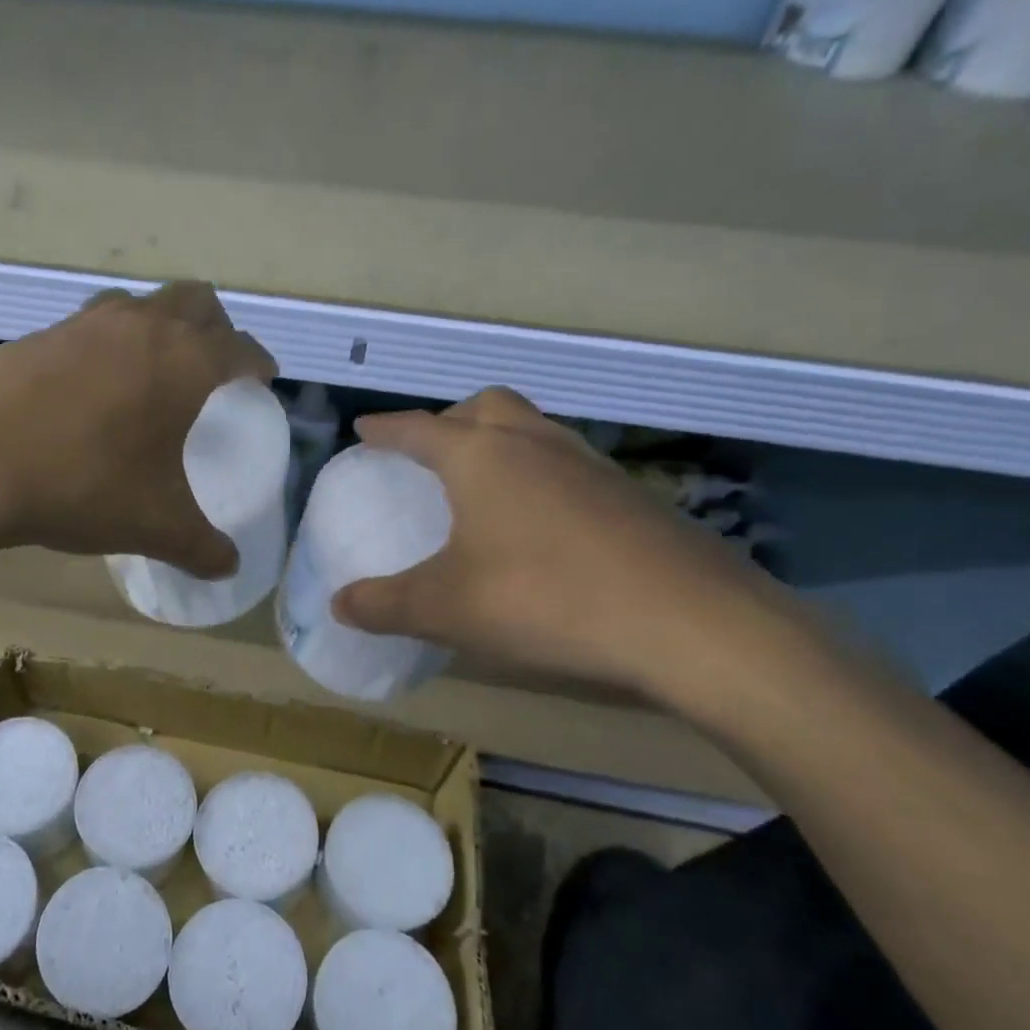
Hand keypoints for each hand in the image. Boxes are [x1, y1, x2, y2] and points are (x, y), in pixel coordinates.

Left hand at [0, 282, 275, 574]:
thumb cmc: (82, 482)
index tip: (263, 378)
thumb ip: (199, 546)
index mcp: (185, 362)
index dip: (258, 362)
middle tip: (213, 366)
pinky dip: (106, 345)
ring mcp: (83, 324)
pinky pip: (89, 327)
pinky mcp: (36, 335)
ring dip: (157, 326)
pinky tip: (89, 390)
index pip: (240, 347)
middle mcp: (141, 327)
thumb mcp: (152, 524)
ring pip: (139, 304)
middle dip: (215, 328)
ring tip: (151, 372)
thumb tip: (228, 568)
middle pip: (195, 301)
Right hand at [333, 388, 792, 702]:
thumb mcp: (447, 610)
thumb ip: (385, 604)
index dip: (385, 429)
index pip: (418, 428)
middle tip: (431, 452)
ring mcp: (591, 464)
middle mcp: (535, 444)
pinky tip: (540, 523)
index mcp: (482, 457)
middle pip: (486, 406)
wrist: (690, 623)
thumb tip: (339, 604)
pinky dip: (539, 474)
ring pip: (533, 429)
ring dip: (499, 442)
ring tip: (483, 485)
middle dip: (450, 419)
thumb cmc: (545, 599)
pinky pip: (567, 463)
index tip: (363, 430)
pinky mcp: (631, 494)